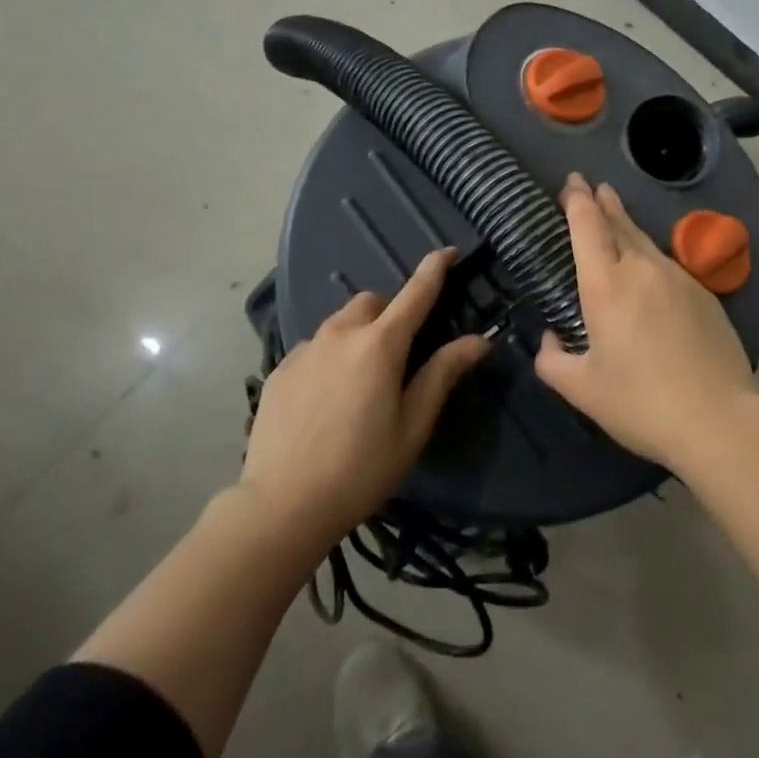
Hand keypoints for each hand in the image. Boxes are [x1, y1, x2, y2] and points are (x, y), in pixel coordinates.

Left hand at [241, 248, 487, 544]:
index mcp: (380, 345)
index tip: (448, 251)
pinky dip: (330, 355)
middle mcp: (341, 334)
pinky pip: (315, 347)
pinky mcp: (280, 369)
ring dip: (359, 333)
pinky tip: (327, 397)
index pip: (415, 293)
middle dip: (391, 312)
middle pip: (373, 302)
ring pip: (340, 323)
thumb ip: (443, 374)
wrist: (281, 505)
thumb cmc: (361, 468)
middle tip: (400, 351)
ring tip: (361, 378)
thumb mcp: (413, 425)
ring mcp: (305, 349)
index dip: (435, 268)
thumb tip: (478, 339)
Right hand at [535, 172, 758, 470]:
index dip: (577, 200)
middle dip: (601, 201)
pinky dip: (649, 255)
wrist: (718, 417)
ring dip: (625, 223)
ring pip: (644, 241)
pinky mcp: (703, 293)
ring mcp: (677, 277)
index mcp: (605, 285)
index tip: (573, 182)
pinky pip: (666, 264)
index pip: (587, 226)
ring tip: (615, 212)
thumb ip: (553, 361)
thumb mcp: (582, 390)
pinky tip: (648, 269)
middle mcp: (640, 269)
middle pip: (618, 223)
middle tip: (590, 185)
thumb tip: (549, 340)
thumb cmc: (640, 402)